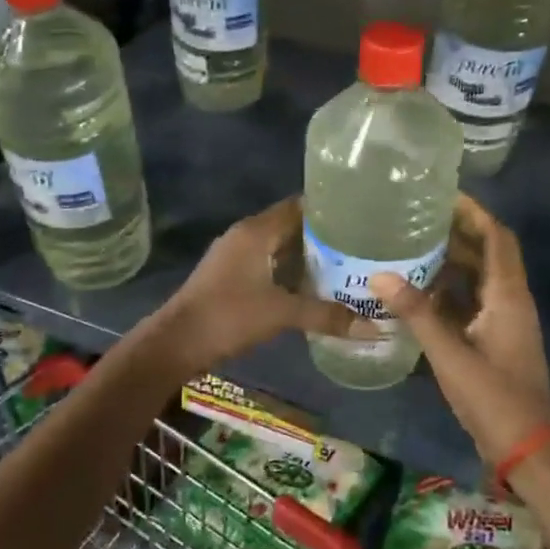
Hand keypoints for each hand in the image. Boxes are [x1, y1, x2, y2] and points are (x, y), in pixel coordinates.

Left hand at [148, 198, 371, 374]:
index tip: (362, 217)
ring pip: (279, 246)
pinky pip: (268, 263)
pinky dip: (289, 270)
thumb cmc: (228, 316)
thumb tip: (373, 327)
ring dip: (306, 255)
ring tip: (346, 265)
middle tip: (361, 245)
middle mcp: (245, 235)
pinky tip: (312, 287)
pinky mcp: (230, 276)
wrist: (176, 342)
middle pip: (291, 225)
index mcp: (256, 231)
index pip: (299, 206)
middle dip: (324, 235)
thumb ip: (326, 315)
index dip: (330, 210)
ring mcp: (235, 256)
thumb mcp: (281, 314)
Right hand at [371, 195, 549, 465]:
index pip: (497, 238)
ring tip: (412, 246)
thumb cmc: (494, 398)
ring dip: (452, 261)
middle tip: (417, 218)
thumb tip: (380, 274)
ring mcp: (505, 322)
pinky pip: (473, 302)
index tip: (443, 195)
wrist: (528, 449)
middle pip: (489, 253)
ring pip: (480, 279)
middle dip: (458, 232)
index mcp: (508, 296)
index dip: (474, 213)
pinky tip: (419, 291)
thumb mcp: (449, 354)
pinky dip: (450, 290)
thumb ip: (416, 313)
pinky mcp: (496, 341)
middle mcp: (511, 301)